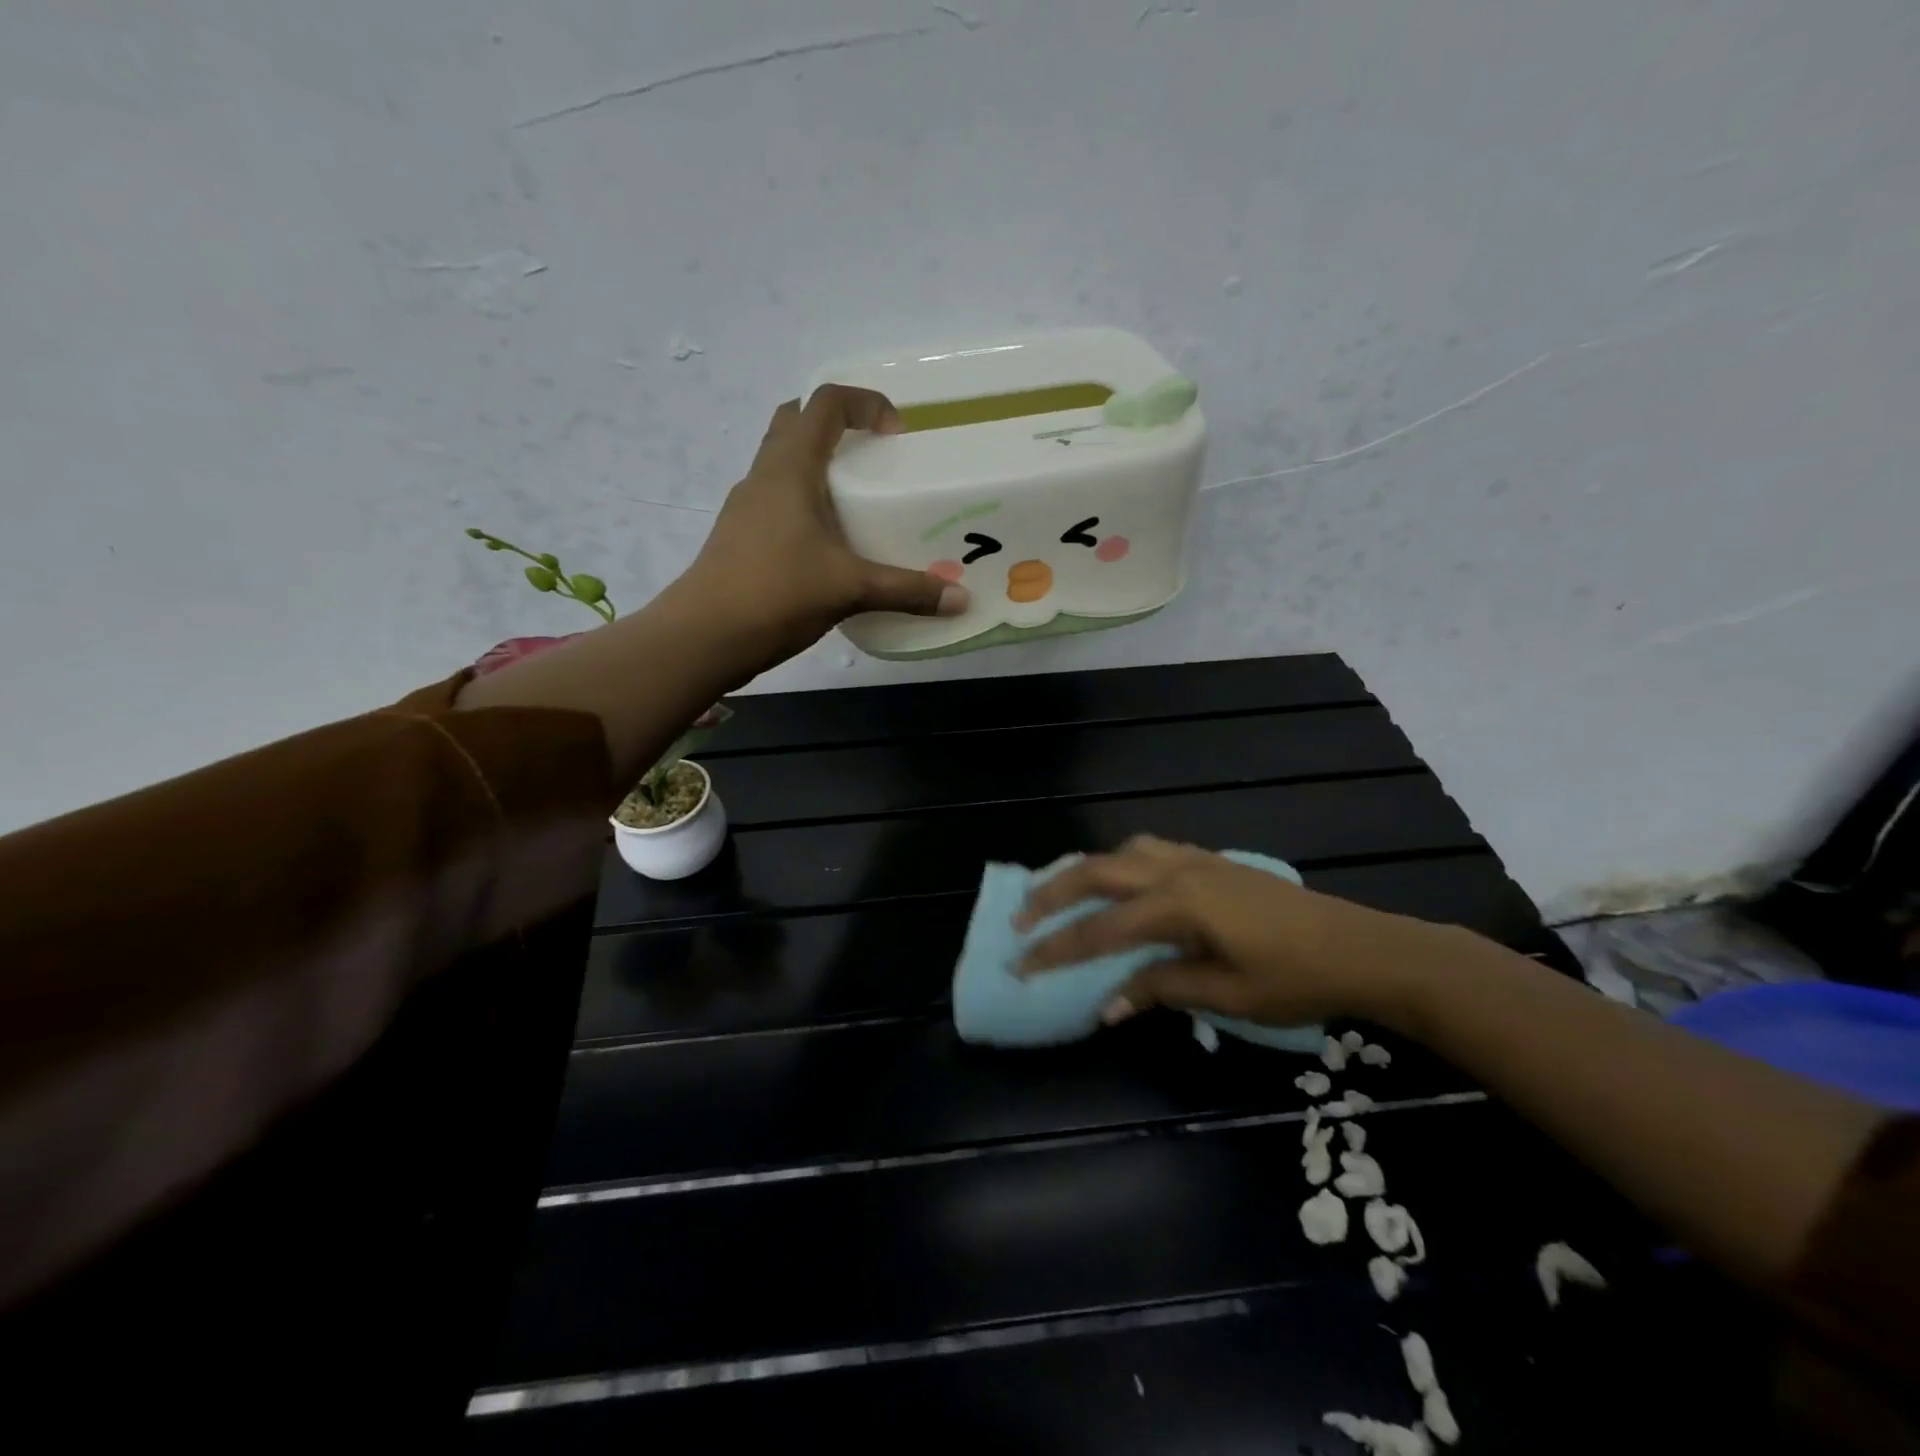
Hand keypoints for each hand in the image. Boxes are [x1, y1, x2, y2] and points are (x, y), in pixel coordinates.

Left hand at [678, 384, 968, 670]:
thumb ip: (908, 591)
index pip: (826, 403)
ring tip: (857, 504)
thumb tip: (961, 599)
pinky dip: (805, 505)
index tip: (896, 435)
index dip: (865, 403)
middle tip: (873, 459)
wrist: (704, 637)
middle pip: (796, 423)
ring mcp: (747, 507)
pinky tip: (829, 547)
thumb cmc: (776, 593)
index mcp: (790, 468)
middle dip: (836, 427)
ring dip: (818, 467)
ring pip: (783, 464)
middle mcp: (764, 476)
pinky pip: (777, 502)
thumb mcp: (850, 589)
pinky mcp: (741, 538)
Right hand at [1014, 835, 1465, 1028]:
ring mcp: (1196, 860)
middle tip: (1020, 918)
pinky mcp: (1212, 861)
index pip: (1100, 929)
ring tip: (1063, 893)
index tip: (1021, 967)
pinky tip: (1122, 883)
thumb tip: (1108, 1005)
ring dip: (1086, 870)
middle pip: (1098, 872)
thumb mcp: (1225, 994)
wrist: (1361, 947)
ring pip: (1123, 852)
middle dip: (1053, 894)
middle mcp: (1177, 871)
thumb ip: (1161, 988)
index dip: (1057, 950)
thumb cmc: (1295, 978)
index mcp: (1177, 905)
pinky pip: (1150, 851)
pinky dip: (1120, 863)